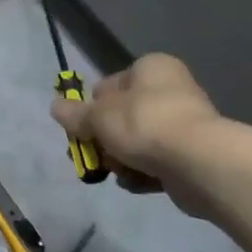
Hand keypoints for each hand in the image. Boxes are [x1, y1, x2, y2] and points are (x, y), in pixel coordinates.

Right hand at [51, 53, 222, 214]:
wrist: (197, 162)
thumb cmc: (144, 124)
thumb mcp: (98, 116)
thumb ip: (74, 114)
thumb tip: (55, 106)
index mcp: (151, 68)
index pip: (109, 85)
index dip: (92, 108)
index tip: (81, 130)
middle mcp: (170, 89)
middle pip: (122, 116)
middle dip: (104, 140)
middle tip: (90, 157)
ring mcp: (184, 123)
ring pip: (137, 142)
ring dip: (121, 159)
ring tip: (116, 172)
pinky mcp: (191, 155)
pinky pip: (156, 163)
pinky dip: (142, 174)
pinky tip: (134, 183)